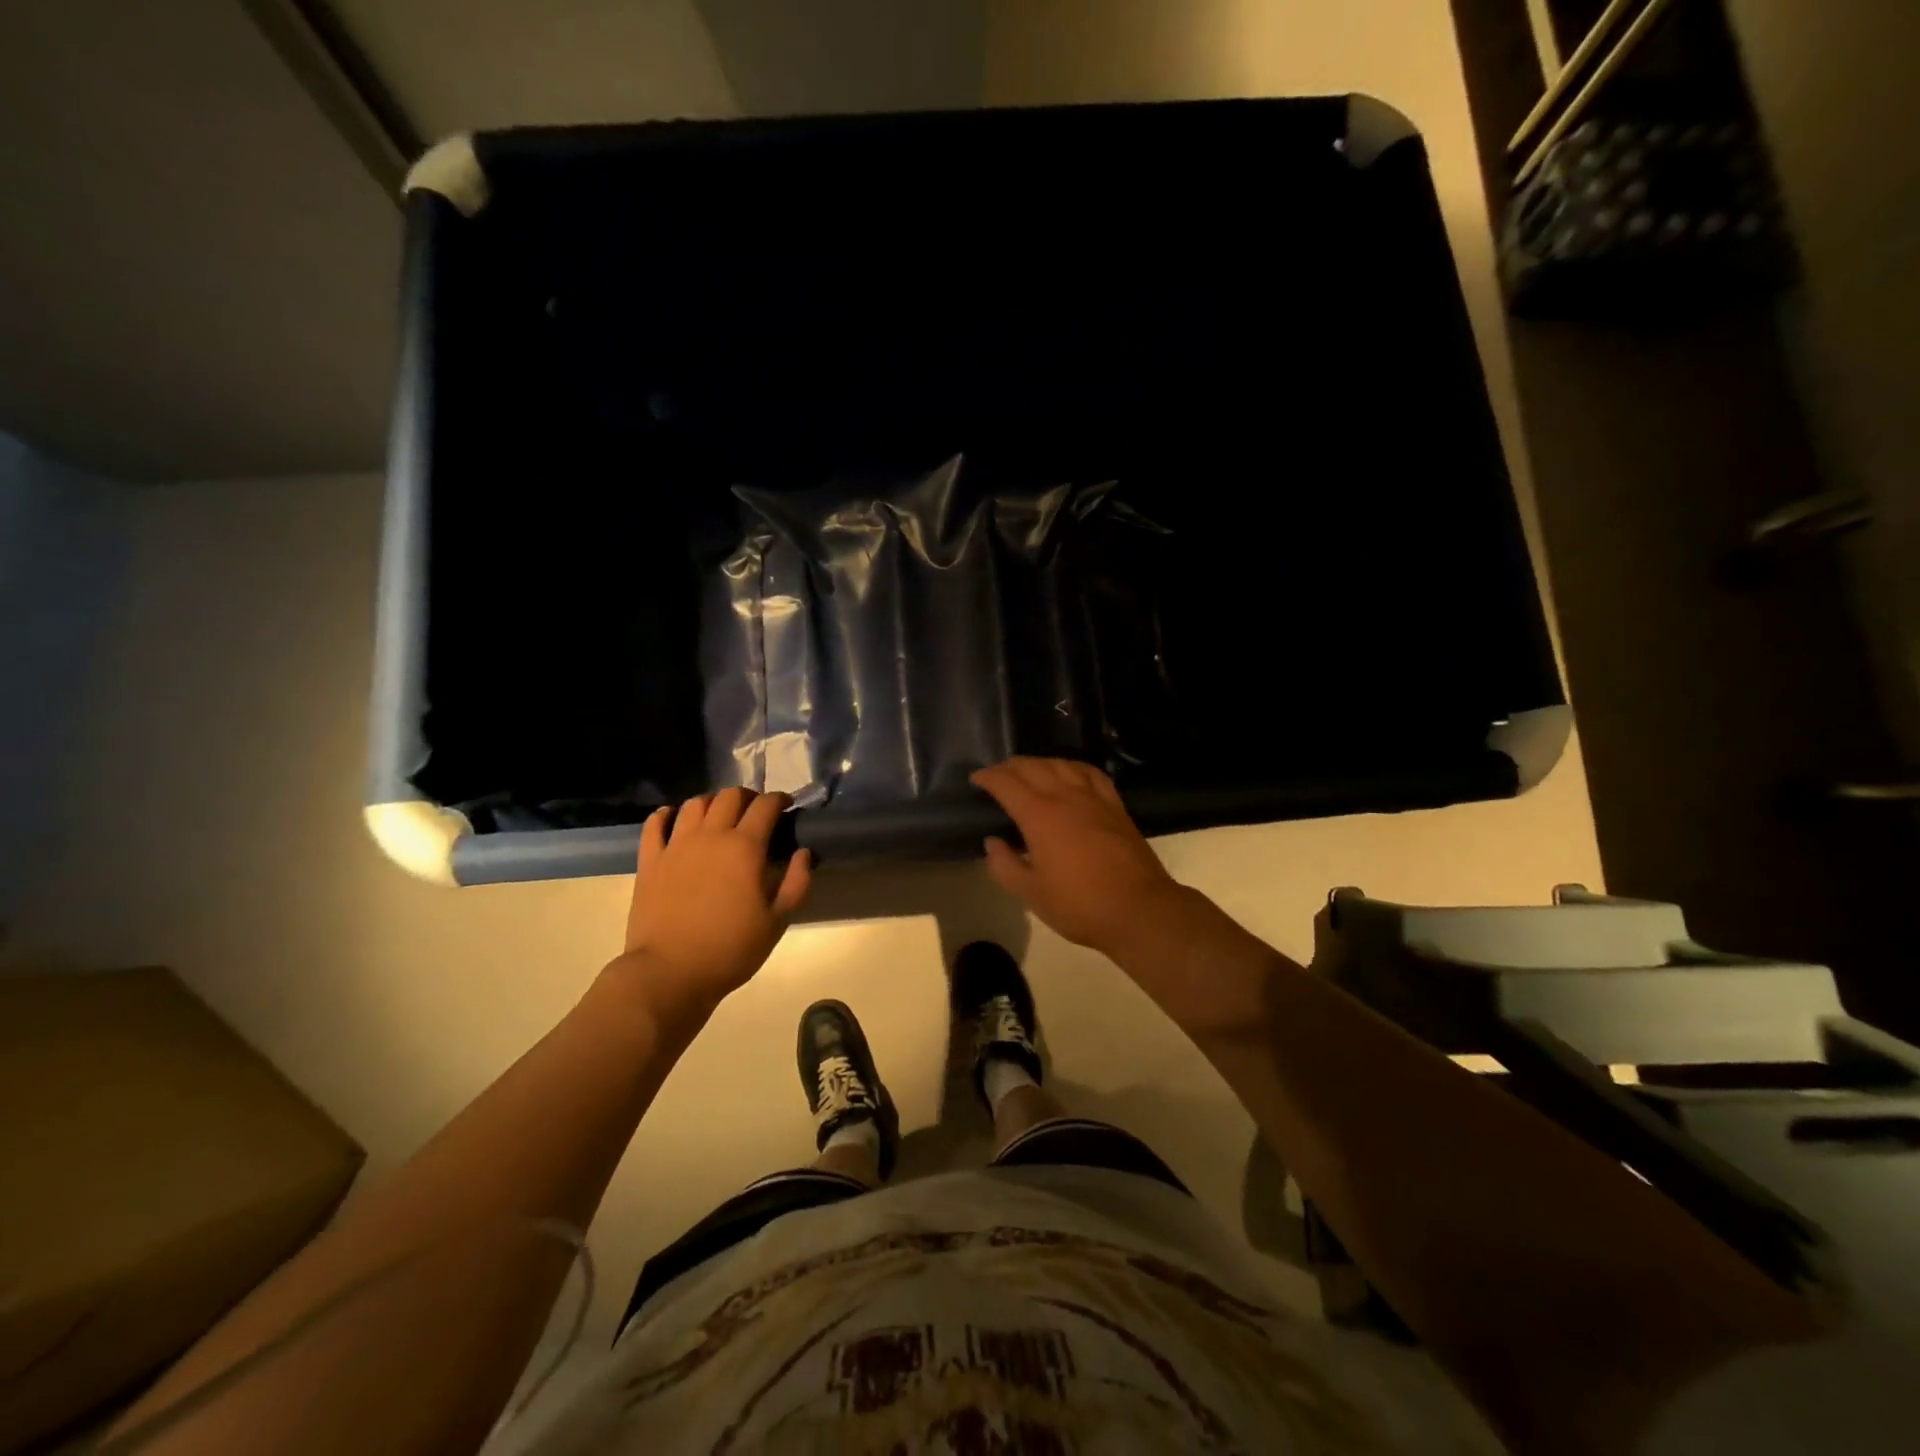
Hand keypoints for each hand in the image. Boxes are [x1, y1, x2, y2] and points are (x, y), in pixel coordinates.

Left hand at [611, 788, 811, 1026]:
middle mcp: (710, 835)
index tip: (786, 807)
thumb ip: (796, 882)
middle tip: (755, 813)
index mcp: (745, 847)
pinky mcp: (650, 860)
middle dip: (748, 797)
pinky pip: (655, 824)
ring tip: (719, 817)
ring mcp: (676, 845)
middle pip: (730, 796)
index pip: (765, 805)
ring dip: (712, 803)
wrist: (669, 973)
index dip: (779, 800)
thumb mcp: (777, 922)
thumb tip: (803, 853)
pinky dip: (667, 815)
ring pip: (695, 804)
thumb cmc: (730, 949)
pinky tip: (674, 819)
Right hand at [970, 758, 1185, 955]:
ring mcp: (1093, 798)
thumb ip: (1005, 866)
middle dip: (1010, 766)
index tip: (976, 779)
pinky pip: (1090, 773)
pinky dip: (1072, 767)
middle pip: (1033, 767)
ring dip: (1039, 763)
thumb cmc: (1079, 905)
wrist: (1139, 909)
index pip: (1006, 784)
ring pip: (1061, 764)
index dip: (988, 777)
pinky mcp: (1115, 805)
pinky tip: (1069, 773)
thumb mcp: (1032, 894)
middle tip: (996, 775)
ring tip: (1028, 771)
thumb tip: (992, 842)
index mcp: (1039, 815)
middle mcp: (1065, 796)